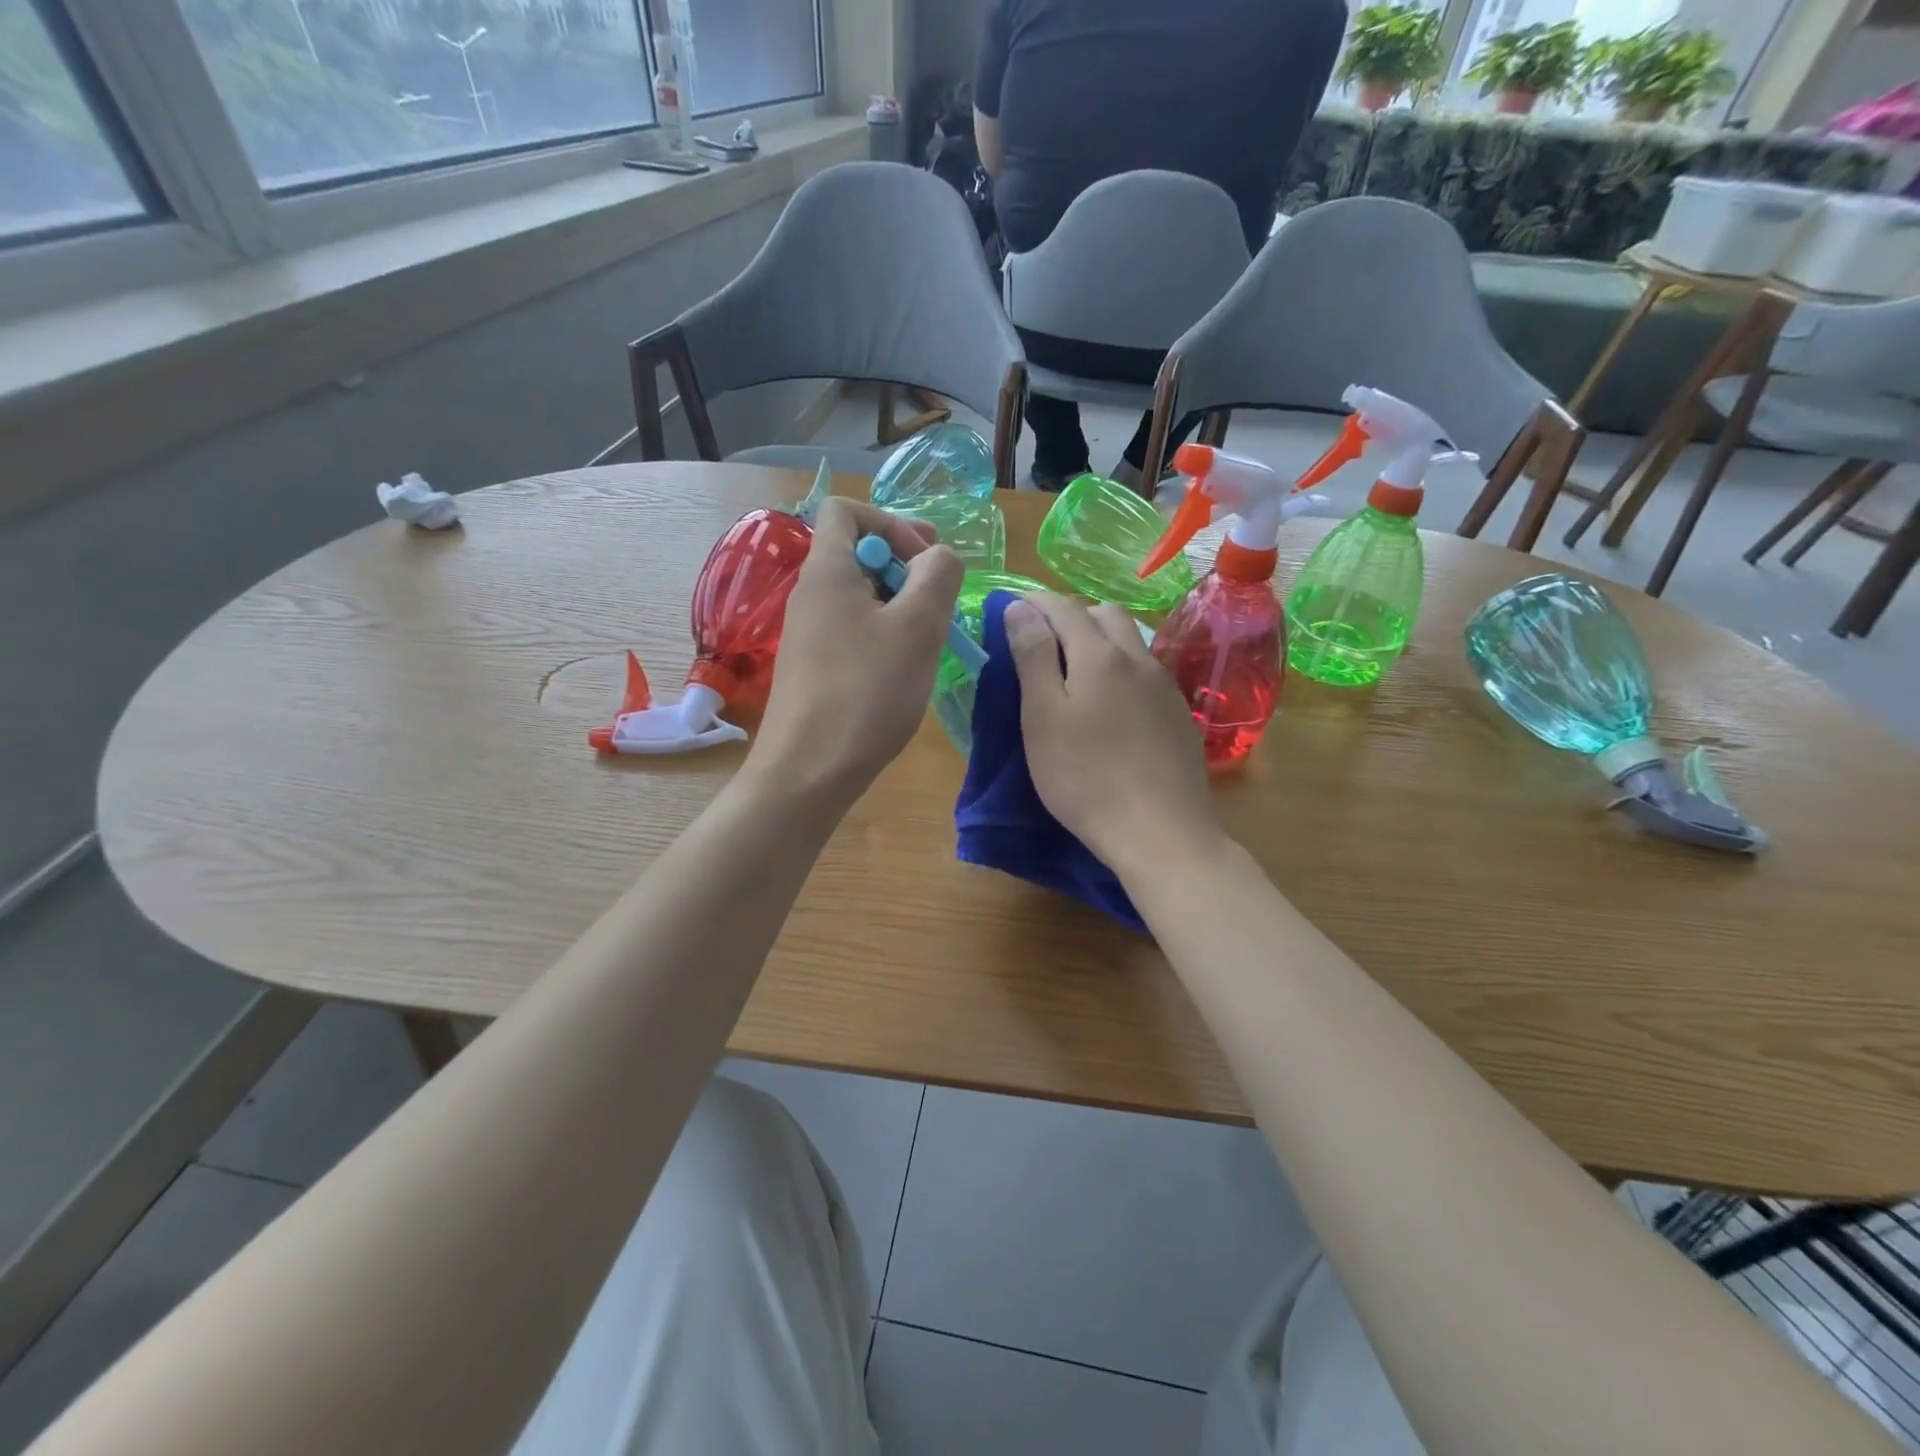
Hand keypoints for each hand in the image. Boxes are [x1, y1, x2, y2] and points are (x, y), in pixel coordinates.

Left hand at [748, 496, 963, 813]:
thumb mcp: (917, 627)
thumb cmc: (866, 693)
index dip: (892, 521)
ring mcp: (809, 633)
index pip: (847, 509)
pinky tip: (905, 669)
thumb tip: (939, 557)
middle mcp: (810, 594)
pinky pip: (854, 630)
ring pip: (861, 596)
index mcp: (827, 571)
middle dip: (906, 567)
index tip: (926, 561)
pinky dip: (885, 636)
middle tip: (939, 602)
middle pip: (859, 552)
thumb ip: (938, 576)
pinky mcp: (815, 667)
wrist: (808, 772)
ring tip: (929, 639)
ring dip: (901, 605)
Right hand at [1004, 593, 1222, 876]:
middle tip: (1044, 641)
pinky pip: (1148, 673)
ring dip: (1102, 641)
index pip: (1064, 607)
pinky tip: (1114, 704)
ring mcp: (1165, 687)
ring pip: (1132, 643)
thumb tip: (1021, 607)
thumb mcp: (1042, 717)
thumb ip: (1032, 657)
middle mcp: (1138, 659)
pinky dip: (1123, 670)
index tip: (1012, 609)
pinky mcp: (1180, 716)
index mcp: (1099, 655)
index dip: (1035, 602)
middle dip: (1072, 615)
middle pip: (1106, 614)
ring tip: (1077, 671)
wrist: (1160, 831)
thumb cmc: (1085, 777)